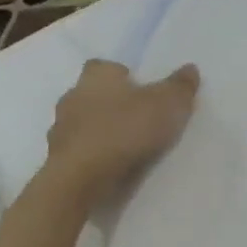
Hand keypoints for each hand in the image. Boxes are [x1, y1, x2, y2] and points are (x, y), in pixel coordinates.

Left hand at [46, 59, 200, 194]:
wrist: (80, 180)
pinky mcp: (57, 161)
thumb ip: (180, 86)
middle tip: (138, 118)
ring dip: (100, 132)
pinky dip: (93, 156)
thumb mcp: (168, 104)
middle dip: (111, 104)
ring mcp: (60, 131)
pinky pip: (79, 152)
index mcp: (96, 76)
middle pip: (93, 95)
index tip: (140, 88)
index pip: (105, 66)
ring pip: (83, 124)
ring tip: (127, 147)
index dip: (121, 75)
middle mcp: (73, 97)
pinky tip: (112, 167)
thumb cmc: (125, 129)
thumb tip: (190, 68)